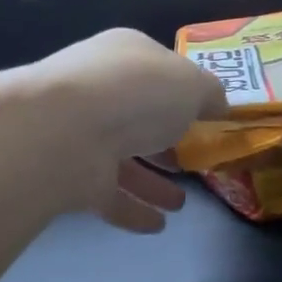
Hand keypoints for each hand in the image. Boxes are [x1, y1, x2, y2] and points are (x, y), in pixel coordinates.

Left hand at [31, 29, 228, 232]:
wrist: (63, 131)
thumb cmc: (136, 93)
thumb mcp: (192, 84)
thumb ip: (210, 94)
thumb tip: (218, 106)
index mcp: (125, 56)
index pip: (157, 71)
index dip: (183, 93)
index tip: (205, 119)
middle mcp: (99, 91)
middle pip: (137, 118)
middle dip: (164, 142)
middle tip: (191, 163)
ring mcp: (80, 134)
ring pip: (122, 160)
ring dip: (151, 183)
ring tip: (181, 204)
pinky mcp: (70, 175)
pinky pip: (107, 195)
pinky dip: (132, 210)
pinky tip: (158, 226)